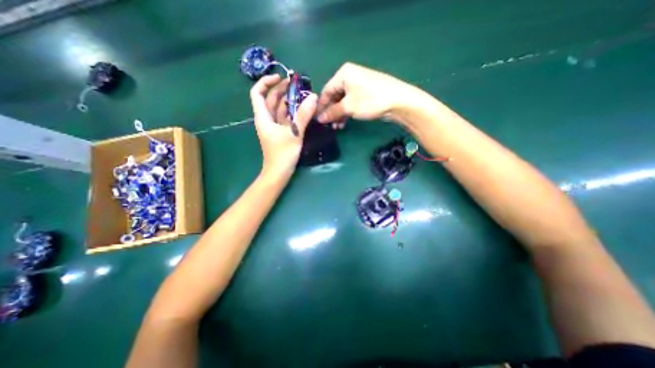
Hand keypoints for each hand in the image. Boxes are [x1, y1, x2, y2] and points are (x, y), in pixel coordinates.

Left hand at [250, 74, 318, 176]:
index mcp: (263, 117)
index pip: (258, 93)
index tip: (281, 78)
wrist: (279, 172)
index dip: (266, 82)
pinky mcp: (281, 133)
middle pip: (271, 99)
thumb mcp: (294, 133)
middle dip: (282, 90)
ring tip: (302, 94)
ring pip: (279, 109)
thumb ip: (303, 115)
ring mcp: (274, 127)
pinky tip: (302, 110)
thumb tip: (313, 97)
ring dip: (289, 101)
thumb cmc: (283, 154)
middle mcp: (267, 120)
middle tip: (297, 84)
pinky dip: (292, 112)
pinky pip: (285, 118)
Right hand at [316, 62, 413, 126]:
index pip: (326, 91)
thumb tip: (319, 119)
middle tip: (328, 125)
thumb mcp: (348, 107)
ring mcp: (358, 85)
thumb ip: (332, 112)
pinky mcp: (364, 93)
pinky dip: (346, 113)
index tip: (316, 119)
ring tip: (337, 127)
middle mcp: (349, 77)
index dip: (321, 106)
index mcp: (343, 74)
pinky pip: (350, 103)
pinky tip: (344, 123)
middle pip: (334, 96)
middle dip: (331, 112)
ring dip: (338, 115)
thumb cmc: (370, 100)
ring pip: (342, 101)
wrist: (398, 101)